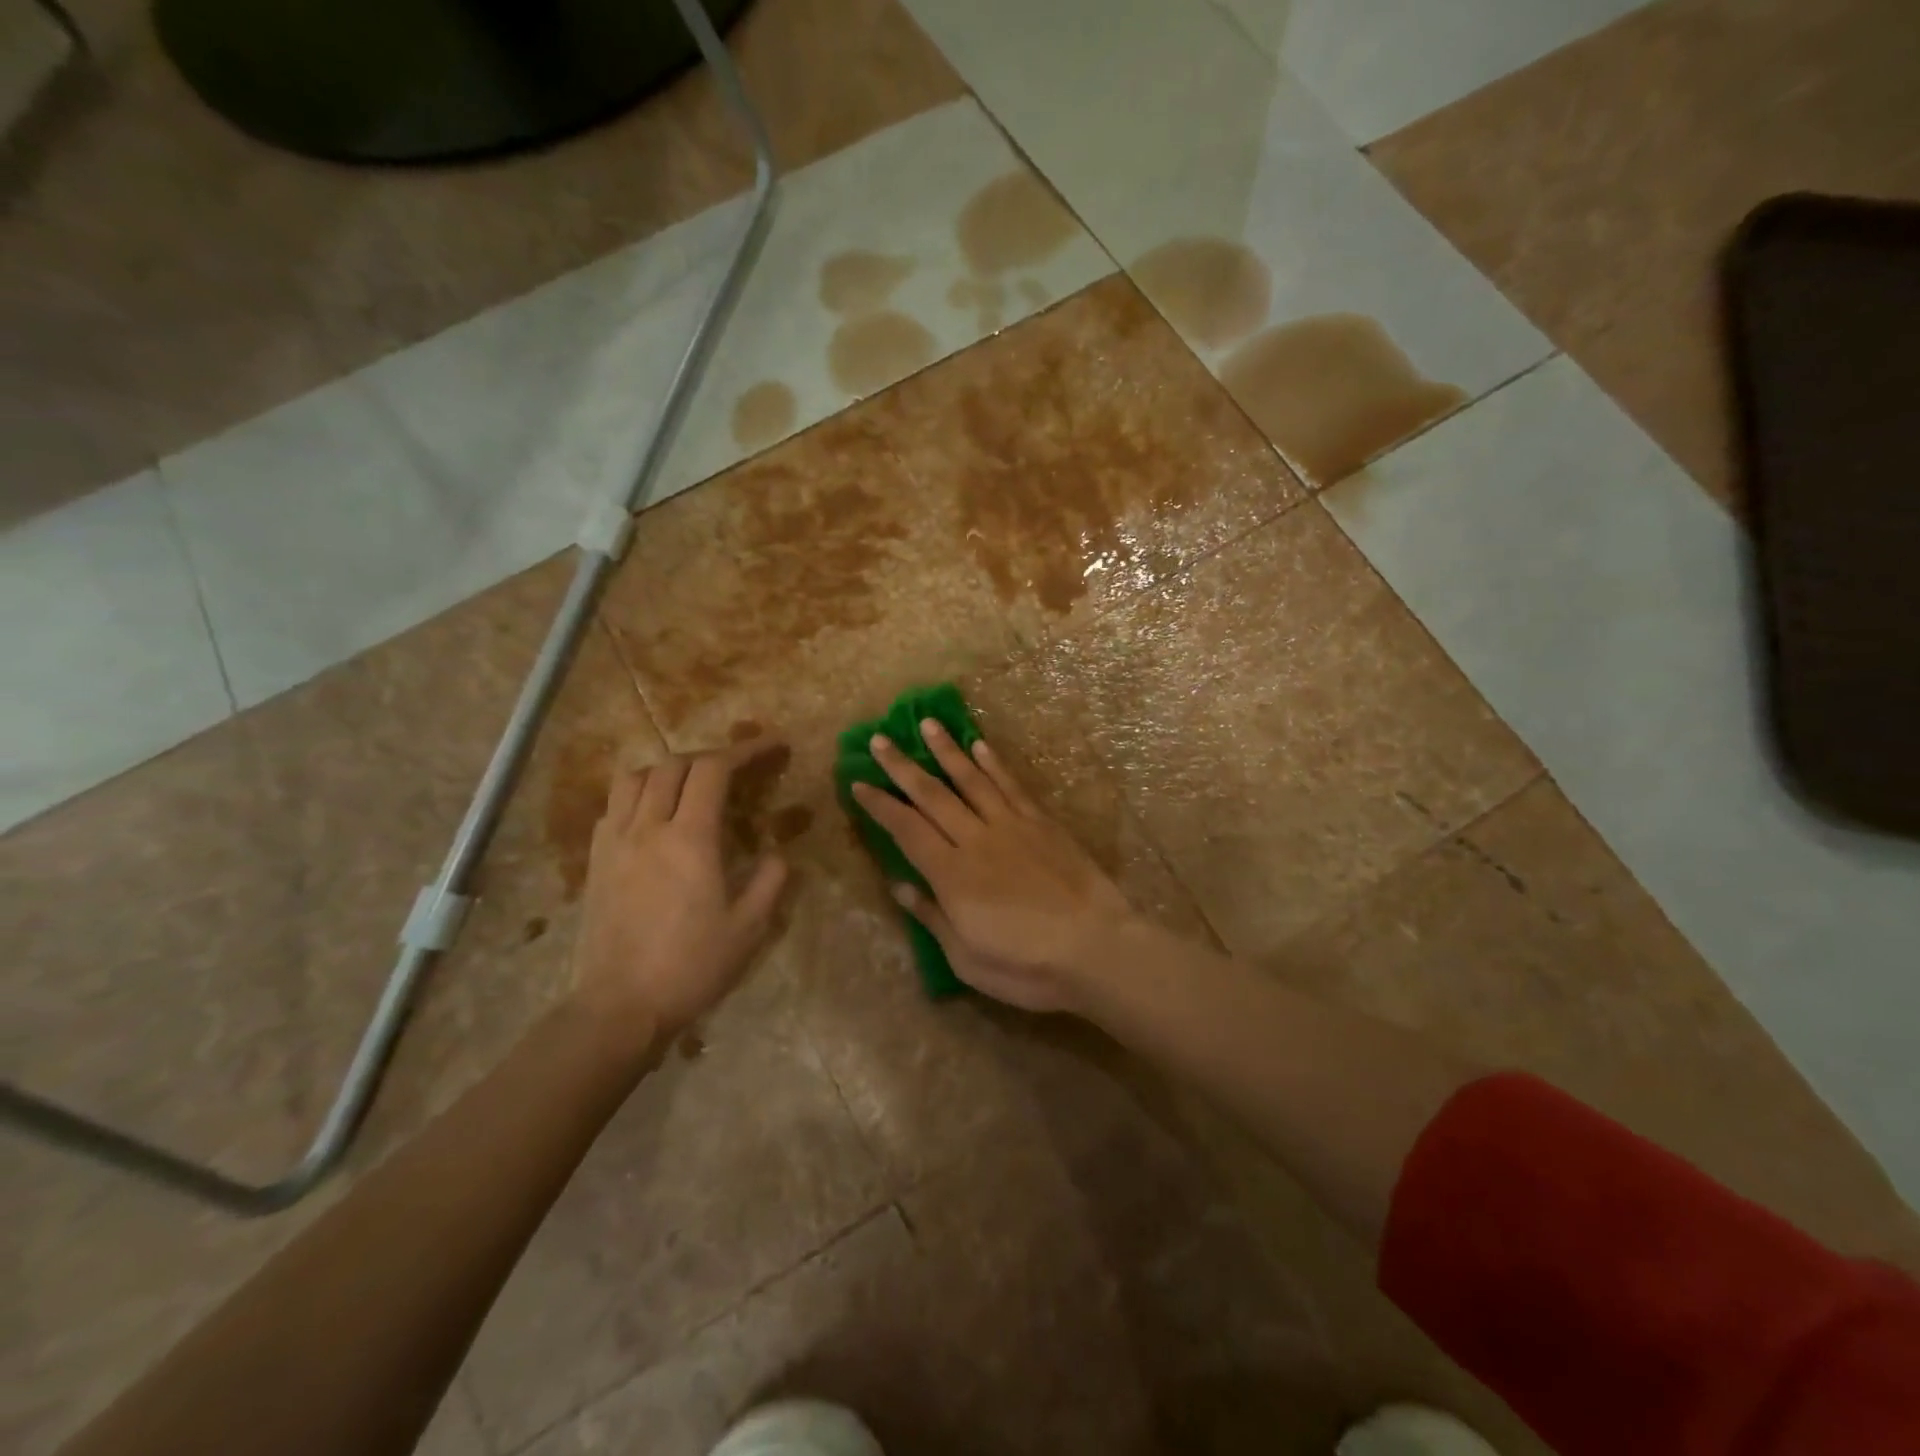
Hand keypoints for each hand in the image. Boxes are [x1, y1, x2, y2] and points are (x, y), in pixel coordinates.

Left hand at [571, 742, 789, 1037]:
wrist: (620, 1006)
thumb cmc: (691, 966)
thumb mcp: (749, 928)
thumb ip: (770, 881)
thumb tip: (778, 854)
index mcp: (690, 838)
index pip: (714, 770)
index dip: (745, 750)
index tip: (772, 747)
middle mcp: (648, 827)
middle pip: (675, 764)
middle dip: (712, 756)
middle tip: (739, 768)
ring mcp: (615, 841)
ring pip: (636, 777)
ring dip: (669, 769)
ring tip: (692, 785)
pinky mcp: (595, 860)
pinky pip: (614, 806)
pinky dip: (640, 794)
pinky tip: (655, 816)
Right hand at [851, 722, 1135, 1012]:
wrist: (1095, 948)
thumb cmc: (1025, 965)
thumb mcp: (966, 957)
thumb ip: (932, 916)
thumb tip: (899, 885)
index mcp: (951, 874)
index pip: (906, 829)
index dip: (880, 805)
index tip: (858, 782)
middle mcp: (976, 839)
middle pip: (932, 795)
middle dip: (902, 766)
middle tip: (879, 739)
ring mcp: (1011, 826)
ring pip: (971, 779)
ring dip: (947, 751)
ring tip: (927, 724)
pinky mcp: (1042, 823)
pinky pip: (1011, 785)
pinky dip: (994, 763)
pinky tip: (980, 746)